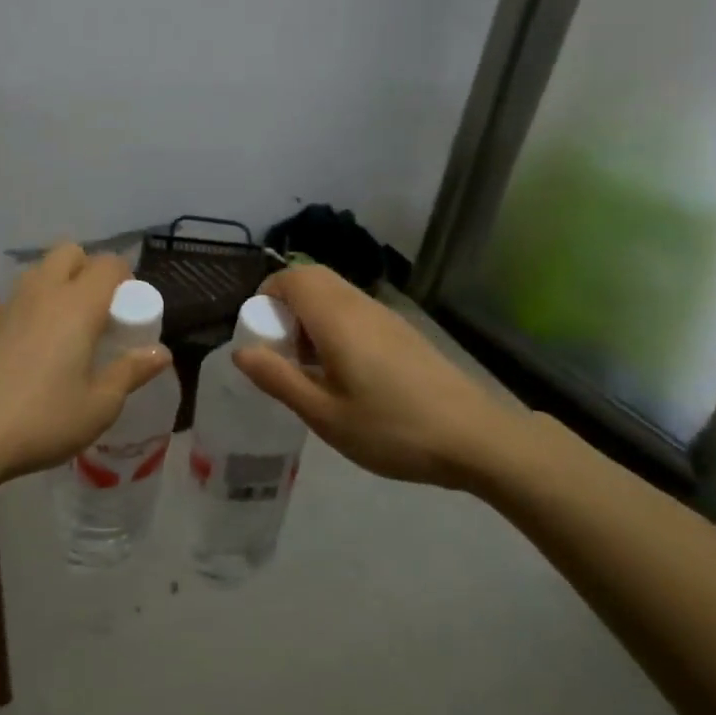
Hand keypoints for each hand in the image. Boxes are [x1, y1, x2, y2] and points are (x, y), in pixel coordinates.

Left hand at [0, 243, 170, 482]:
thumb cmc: (42, 420)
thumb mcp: (99, 406)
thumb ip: (130, 373)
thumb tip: (161, 353)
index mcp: (77, 304)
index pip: (109, 264)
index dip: (125, 279)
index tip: (128, 311)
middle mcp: (43, 292)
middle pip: (70, 252)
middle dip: (88, 269)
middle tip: (97, 311)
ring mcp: (8, 305)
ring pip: (39, 272)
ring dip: (58, 285)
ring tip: (66, 329)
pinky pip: (17, 299)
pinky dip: (33, 309)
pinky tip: (32, 352)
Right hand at [233, 265, 520, 488]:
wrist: (474, 437)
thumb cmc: (391, 428)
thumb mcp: (325, 414)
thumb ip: (279, 378)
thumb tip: (241, 351)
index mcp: (337, 317)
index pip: (291, 277)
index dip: (265, 296)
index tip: (260, 335)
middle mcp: (360, 305)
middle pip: (313, 278)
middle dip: (286, 304)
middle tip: (282, 350)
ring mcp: (386, 315)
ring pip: (335, 294)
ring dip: (311, 316)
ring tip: (311, 366)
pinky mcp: (402, 331)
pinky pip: (355, 310)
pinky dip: (335, 325)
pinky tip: (345, 374)